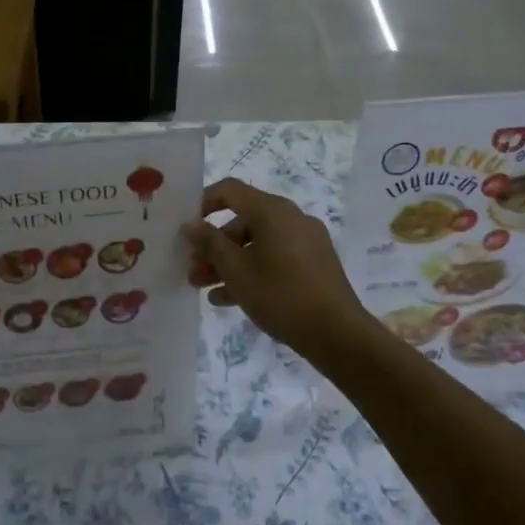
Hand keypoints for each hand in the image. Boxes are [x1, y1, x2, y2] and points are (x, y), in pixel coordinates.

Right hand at [184, 179, 380, 366]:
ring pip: (257, 244)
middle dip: (213, 245)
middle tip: (192, 269)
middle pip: (242, 222)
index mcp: (272, 211)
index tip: (186, 226)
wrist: (338, 334)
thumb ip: (210, 244)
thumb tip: (190, 224)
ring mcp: (305, 241)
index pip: (230, 190)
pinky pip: (274, 258)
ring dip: (229, 262)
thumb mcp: (237, 271)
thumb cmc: (281, 296)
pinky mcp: (313, 263)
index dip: (203, 203)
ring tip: (204, 288)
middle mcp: (290, 218)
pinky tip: (229, 299)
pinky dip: (252, 271)